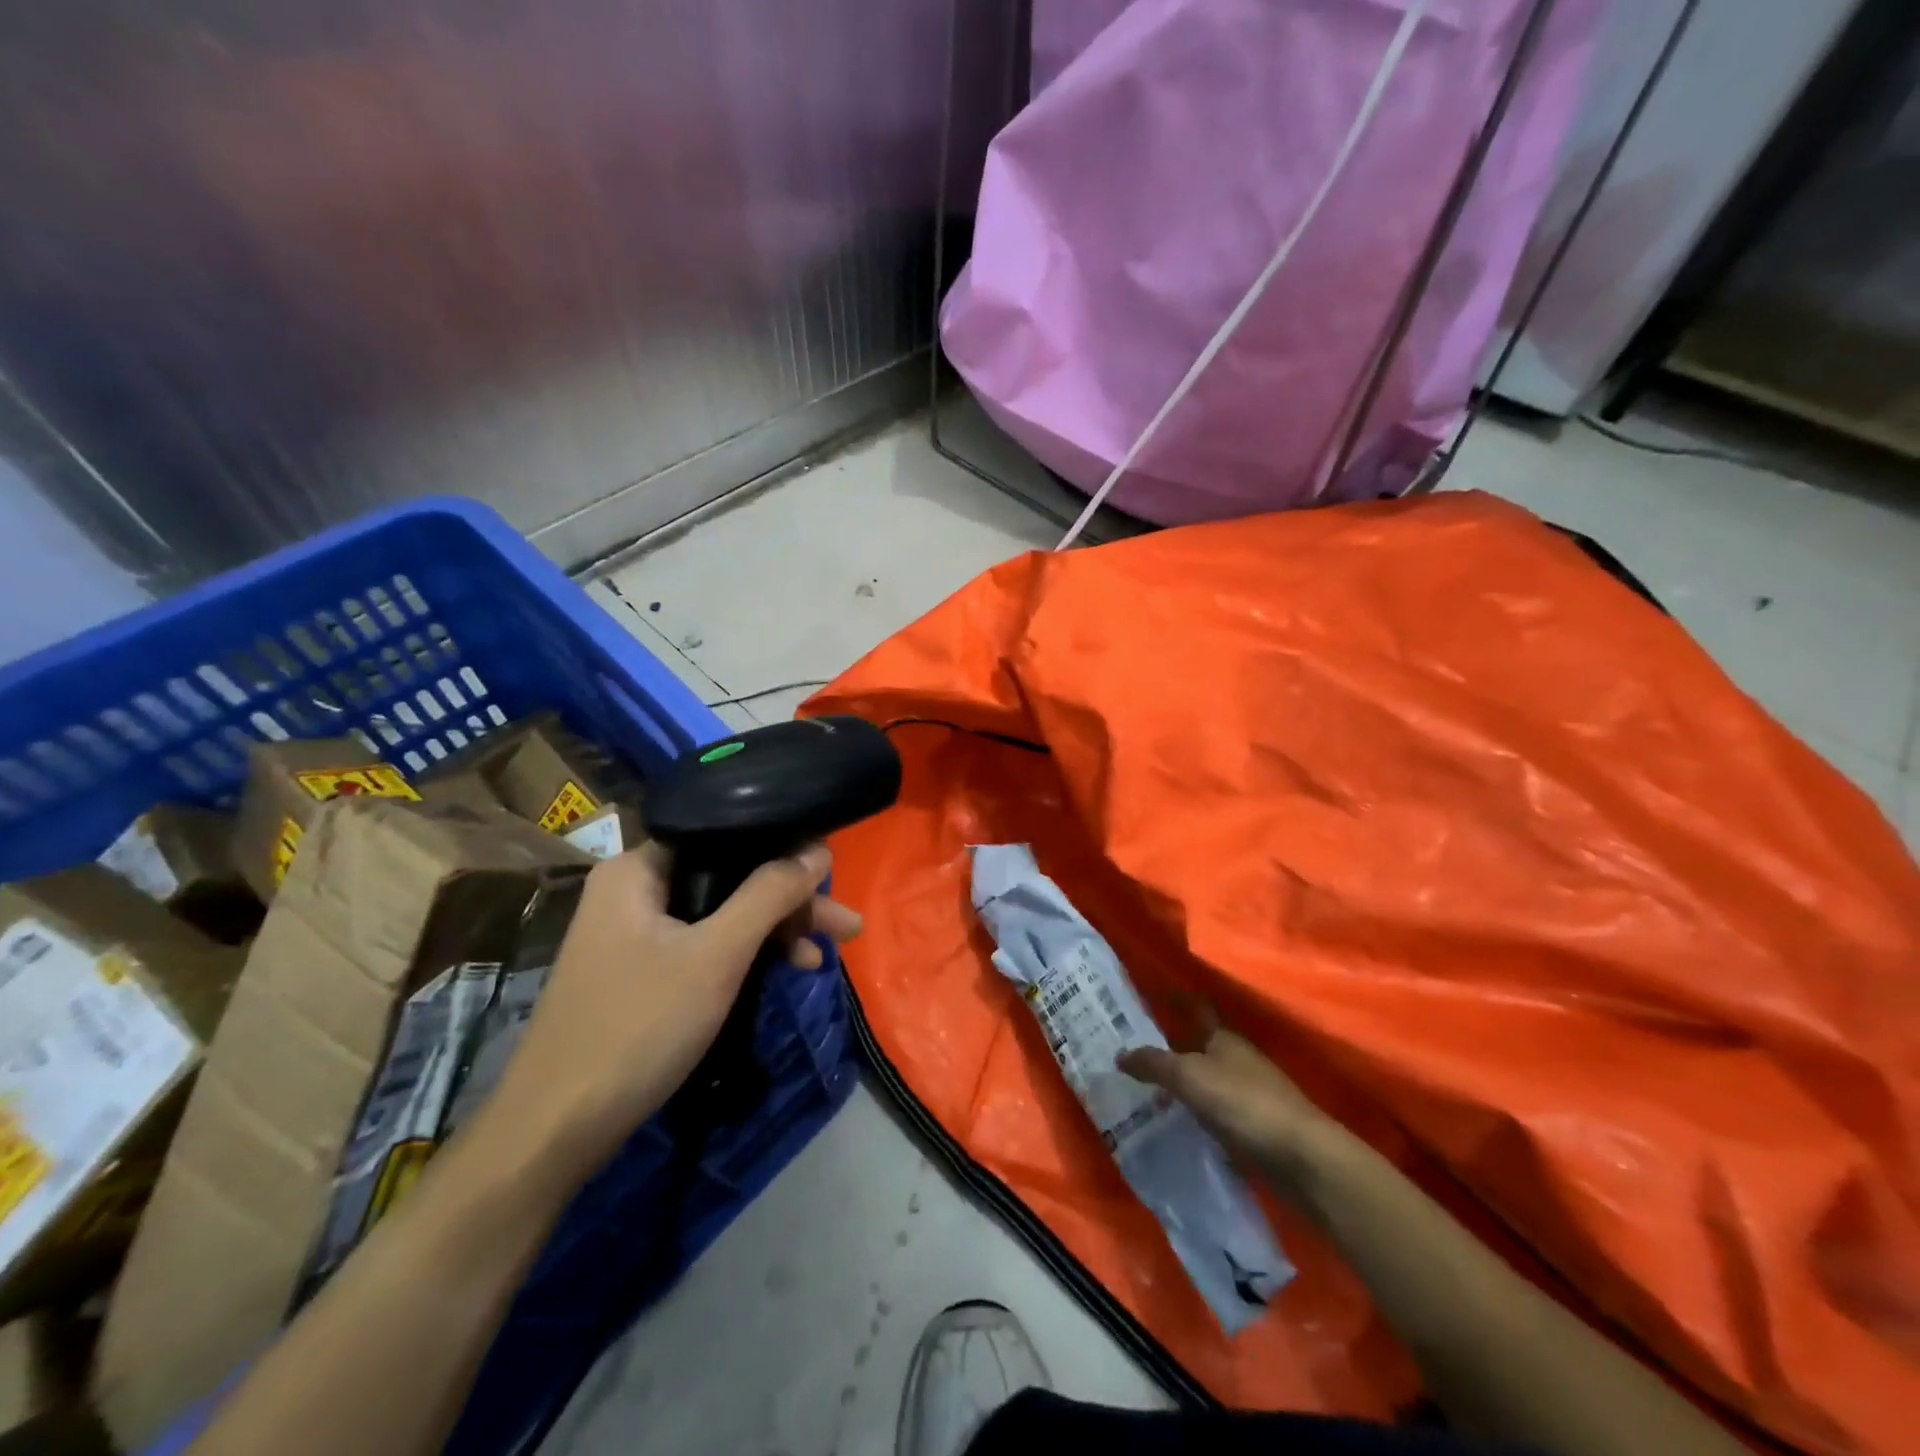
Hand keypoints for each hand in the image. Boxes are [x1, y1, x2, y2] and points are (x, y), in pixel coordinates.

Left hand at [491, 841, 859, 1176]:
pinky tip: (783, 970)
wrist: (555, 1132)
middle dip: (789, 903)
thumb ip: (770, 895)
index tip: (830, 876)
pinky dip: (744, 956)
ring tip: (824, 954)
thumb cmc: (637, 1027)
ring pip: (721, 914)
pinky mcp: (641, 970)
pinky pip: (705, 944)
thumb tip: (819, 851)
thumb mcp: (716, 956)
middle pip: (729, 877)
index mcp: (639, 868)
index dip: (782, 851)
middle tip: (844, 927)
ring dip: (773, 932)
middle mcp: (634, 889)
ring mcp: (635, 932)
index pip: (726, 834)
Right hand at [1118, 1007, 1347, 1195]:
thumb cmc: (1243, 1102)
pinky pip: (1217, 1111)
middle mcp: (1238, 1059)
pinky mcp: (1257, 1126)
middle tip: (1135, 1050)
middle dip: (1172, 1046)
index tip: (1154, 991)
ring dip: (1184, 1083)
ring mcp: (1251, 1093)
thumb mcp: (1189, 1077)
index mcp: (1224, 1038)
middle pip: (1201, 1046)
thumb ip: (1153, 1064)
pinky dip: (1198, 1113)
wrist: (1301, 1157)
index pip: (1197, 1009)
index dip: (1177, 999)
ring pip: (1208, 1080)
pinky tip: (1179, 1124)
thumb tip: (1120, 1054)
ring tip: (1148, 1091)